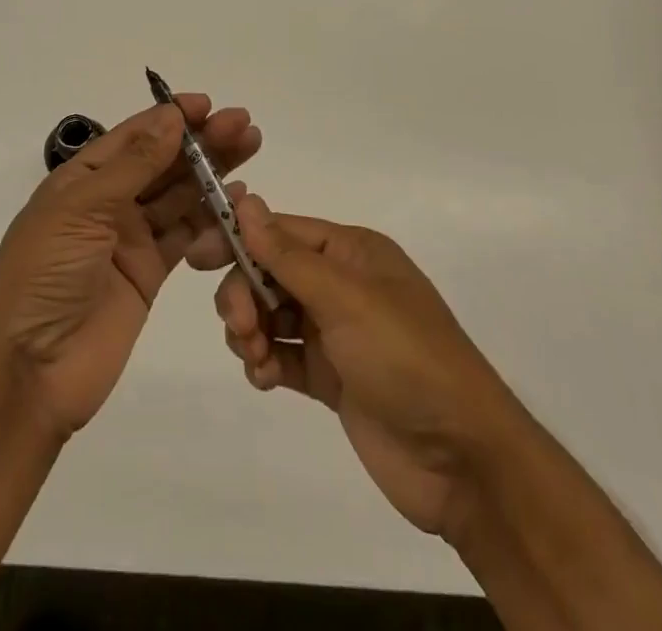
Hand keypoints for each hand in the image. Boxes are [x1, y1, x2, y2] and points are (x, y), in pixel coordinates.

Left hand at [0, 96, 259, 440]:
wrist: (29, 371)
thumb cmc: (44, 275)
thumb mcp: (82, 210)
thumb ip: (133, 166)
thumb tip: (171, 117)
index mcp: (82, 179)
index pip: (133, 136)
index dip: (170, 118)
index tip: (208, 104)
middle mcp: (108, 202)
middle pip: (162, 162)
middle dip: (201, 141)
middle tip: (243, 124)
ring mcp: (130, 238)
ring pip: (178, 194)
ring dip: (212, 172)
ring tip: (250, 147)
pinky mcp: (150, 273)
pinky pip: (185, 235)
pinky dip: (211, 217)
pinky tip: (236, 200)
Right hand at [213, 196, 514, 540]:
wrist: (462, 461)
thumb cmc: (406, 358)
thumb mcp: (346, 298)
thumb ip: (288, 254)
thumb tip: (245, 200)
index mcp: (351, 253)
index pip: (281, 231)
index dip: (239, 239)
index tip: (198, 257)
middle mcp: (341, 285)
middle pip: (269, 272)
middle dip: (245, 294)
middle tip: (240, 327)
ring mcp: (336, 333)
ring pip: (271, 314)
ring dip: (252, 331)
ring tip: (257, 359)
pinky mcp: (331, 378)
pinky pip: (282, 355)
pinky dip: (266, 363)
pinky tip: (265, 378)